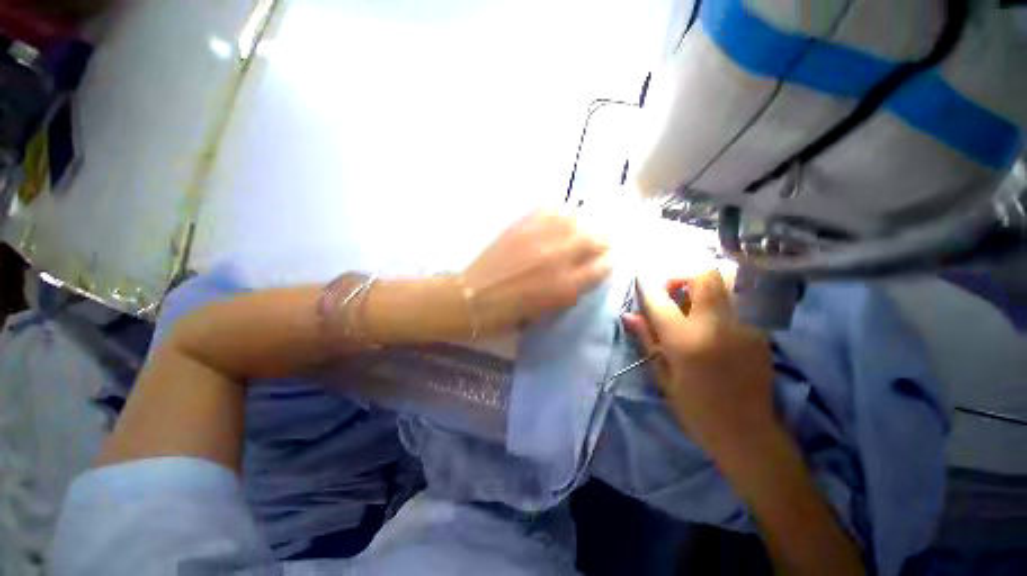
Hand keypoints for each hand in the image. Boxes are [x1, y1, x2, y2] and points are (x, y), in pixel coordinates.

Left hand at [462, 208, 610, 334]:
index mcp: (566, 285)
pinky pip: (549, 209)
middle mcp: (559, 258)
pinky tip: (558, 218)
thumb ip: (572, 290)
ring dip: (582, 223)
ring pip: (575, 218)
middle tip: (598, 241)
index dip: (607, 263)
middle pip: (595, 238)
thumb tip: (586, 273)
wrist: (475, 297)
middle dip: (602, 240)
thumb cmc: (512, 312)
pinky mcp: (522, 225)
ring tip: (580, 227)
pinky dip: (558, 212)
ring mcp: (540, 237)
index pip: (602, 267)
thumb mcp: (549, 309)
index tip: (605, 260)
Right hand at [622, 270, 775, 462]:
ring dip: (702, 283)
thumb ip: (647, 339)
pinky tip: (710, 320)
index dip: (647, 284)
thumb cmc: (695, 409)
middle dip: (681, 274)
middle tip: (671, 289)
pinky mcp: (760, 331)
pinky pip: (737, 300)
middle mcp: (716, 326)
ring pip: (726, 281)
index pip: (660, 300)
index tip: (641, 278)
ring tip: (691, 300)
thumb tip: (628, 315)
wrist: (747, 433)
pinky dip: (718, 299)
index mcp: (685, 341)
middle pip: (704, 275)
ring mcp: (744, 325)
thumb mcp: (662, 376)